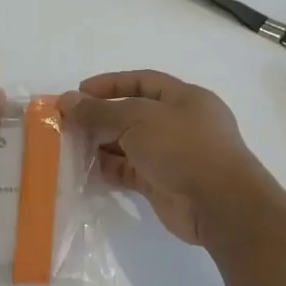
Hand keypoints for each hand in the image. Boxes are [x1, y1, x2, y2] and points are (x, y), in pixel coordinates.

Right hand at [60, 71, 267, 246]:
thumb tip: (67, 100)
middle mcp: (179, 124)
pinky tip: (83, 171)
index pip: (142, 81)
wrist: (218, 204)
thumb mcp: (138, 119)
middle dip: (100, 117)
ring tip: (69, 147)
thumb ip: (100, 111)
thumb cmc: (183, 148)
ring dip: (100, 145)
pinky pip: (128, 171)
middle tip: (67, 123)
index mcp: (184, 98)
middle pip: (132, 114)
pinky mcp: (161, 184)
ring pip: (128, 144)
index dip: (109, 84)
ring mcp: (170, 155)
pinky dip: (107, 170)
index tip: (78, 93)